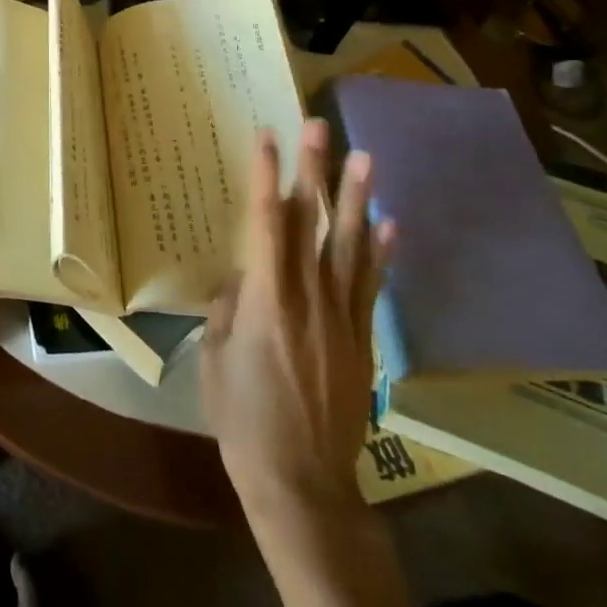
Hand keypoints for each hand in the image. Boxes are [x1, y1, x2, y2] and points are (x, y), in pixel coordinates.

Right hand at [201, 120, 392, 521]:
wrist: (301, 480)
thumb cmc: (243, 418)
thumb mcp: (215, 358)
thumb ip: (229, 311)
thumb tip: (243, 281)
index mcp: (265, 299)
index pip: (266, 223)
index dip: (265, 176)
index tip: (267, 137)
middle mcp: (308, 297)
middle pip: (312, 223)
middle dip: (314, 171)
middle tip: (319, 126)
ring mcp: (341, 316)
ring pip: (350, 246)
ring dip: (356, 199)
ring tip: (365, 158)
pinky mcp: (361, 339)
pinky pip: (372, 286)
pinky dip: (383, 254)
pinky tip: (391, 224)